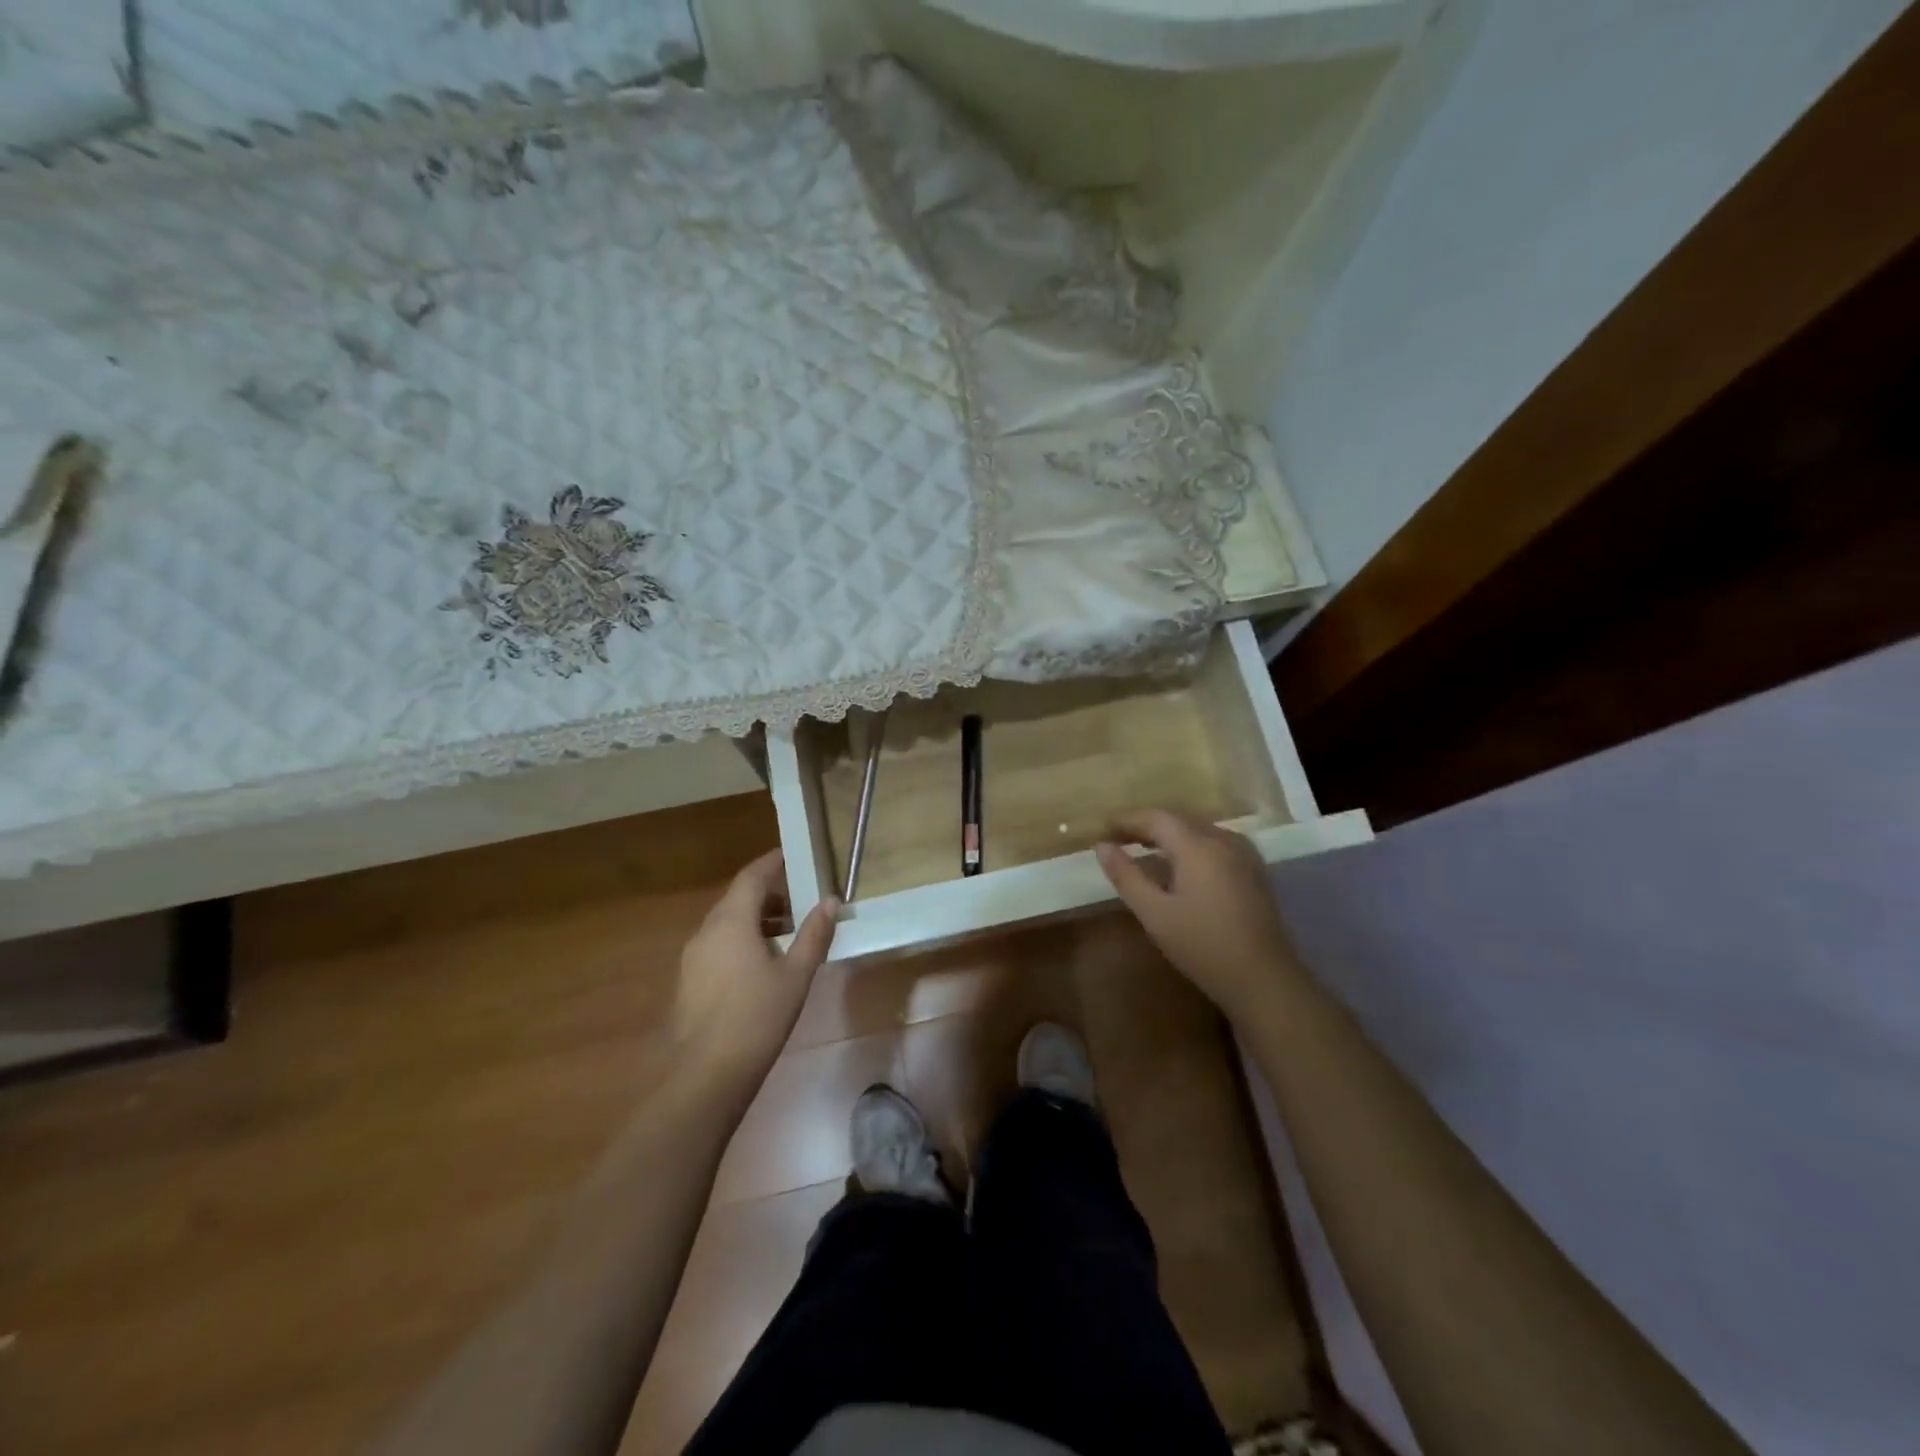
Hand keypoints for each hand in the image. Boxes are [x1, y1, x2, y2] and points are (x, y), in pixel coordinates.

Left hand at [675, 849, 837, 1088]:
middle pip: (737, 898)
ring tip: (787, 932)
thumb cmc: (758, 1017)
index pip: (752, 877)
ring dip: (755, 918)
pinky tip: (760, 962)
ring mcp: (692, 956)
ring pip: (725, 922)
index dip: (771, 863)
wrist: (707, 1074)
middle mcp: (706, 930)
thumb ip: (814, 934)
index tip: (791, 856)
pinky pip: (717, 943)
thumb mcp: (796, 974)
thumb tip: (829, 900)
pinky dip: (740, 938)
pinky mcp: (688, 979)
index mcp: (731, 921)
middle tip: (799, 898)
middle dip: (768, 893)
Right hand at [1095, 809, 1301, 1022]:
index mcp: (1197, 845)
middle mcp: (1223, 839)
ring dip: (1169, 834)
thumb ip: (1126, 876)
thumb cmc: (1203, 946)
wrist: (1264, 979)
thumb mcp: (1154, 913)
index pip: (1156, 817)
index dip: (1128, 820)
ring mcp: (1243, 854)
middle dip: (1147, 824)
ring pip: (1198, 829)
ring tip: (1143, 848)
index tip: (1103, 829)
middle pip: (1178, 819)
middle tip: (1119, 838)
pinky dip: (1190, 844)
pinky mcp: (1253, 870)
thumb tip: (1101, 846)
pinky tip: (1179, 865)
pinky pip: (1214, 842)